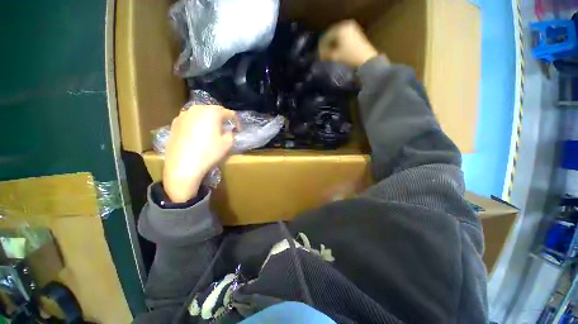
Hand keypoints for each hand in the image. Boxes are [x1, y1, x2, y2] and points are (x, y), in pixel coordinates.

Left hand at [163, 106, 236, 202]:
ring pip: (200, 114)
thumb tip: (227, 130)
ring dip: (208, 121)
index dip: (236, 121)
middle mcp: (196, 109)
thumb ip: (231, 133)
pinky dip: (197, 125)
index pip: (229, 113)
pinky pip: (190, 120)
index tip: (238, 130)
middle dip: (221, 119)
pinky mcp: (174, 124)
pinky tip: (198, 136)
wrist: (182, 165)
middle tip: (226, 129)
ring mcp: (183, 115)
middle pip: (213, 110)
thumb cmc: (209, 153)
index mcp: (212, 112)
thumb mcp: (228, 144)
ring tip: (211, 132)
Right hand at [318, 20, 380, 67]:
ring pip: (338, 37)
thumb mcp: (334, 56)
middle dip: (327, 46)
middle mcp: (346, 25)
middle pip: (332, 36)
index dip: (321, 47)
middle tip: (323, 55)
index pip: (326, 37)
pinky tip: (337, 52)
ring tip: (329, 55)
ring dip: (332, 45)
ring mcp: (352, 29)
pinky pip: (344, 39)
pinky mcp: (357, 35)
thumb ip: (325, 54)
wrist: (366, 61)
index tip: (318, 55)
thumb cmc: (349, 57)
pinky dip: (339, 45)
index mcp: (340, 28)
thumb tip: (319, 54)